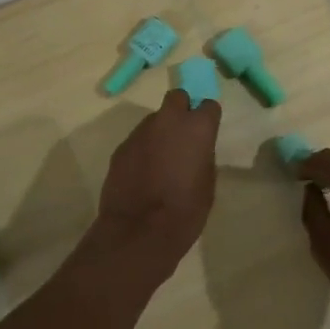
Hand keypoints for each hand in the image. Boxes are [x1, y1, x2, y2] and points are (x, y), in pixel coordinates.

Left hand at [88, 89, 221, 287]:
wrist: (139, 231)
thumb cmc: (185, 210)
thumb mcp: (208, 183)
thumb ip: (203, 156)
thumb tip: (196, 149)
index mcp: (197, 127)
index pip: (208, 105)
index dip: (207, 119)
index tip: (206, 134)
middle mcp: (168, 120)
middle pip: (177, 98)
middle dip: (181, 110)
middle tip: (182, 136)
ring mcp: (141, 132)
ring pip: (154, 120)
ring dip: (160, 133)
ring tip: (160, 161)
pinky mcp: (121, 147)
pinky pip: (137, 140)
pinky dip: (142, 150)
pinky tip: (143, 173)